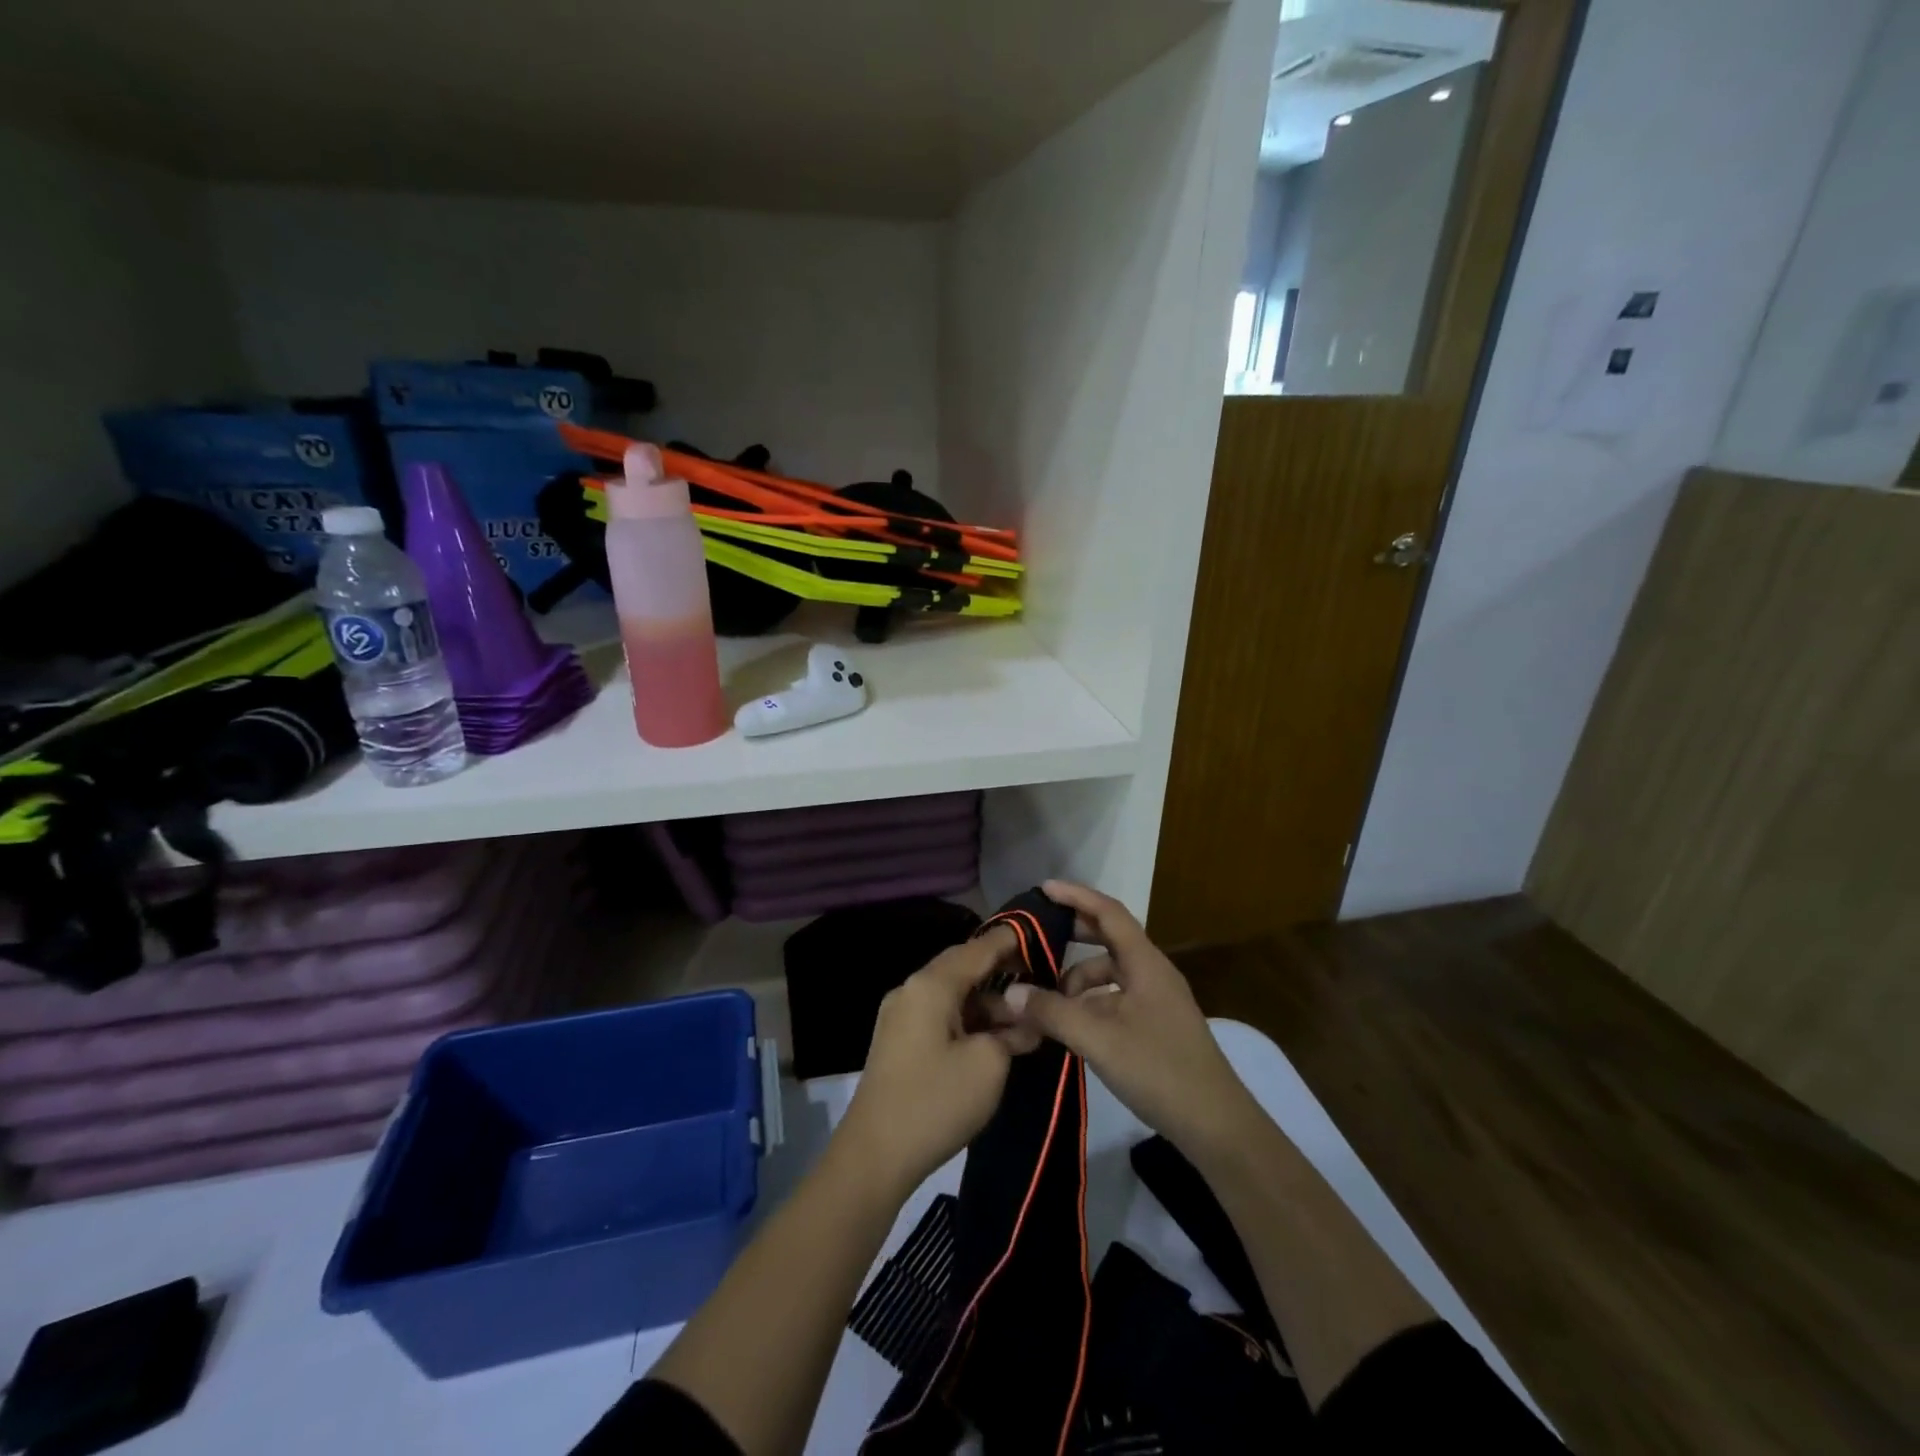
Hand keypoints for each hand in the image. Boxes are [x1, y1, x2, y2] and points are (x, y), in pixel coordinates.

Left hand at [833, 927, 1023, 1198]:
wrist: (874, 1155)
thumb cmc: (936, 1101)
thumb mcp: (989, 1065)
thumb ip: (1013, 1032)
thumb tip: (1025, 1019)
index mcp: (931, 985)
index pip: (978, 948)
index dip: (1012, 940)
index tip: (1043, 935)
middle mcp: (912, 990)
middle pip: (963, 968)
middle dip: (1002, 973)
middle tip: (1041, 978)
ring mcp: (901, 1016)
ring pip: (953, 995)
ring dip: (988, 1004)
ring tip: (1025, 1022)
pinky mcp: (899, 1041)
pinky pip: (941, 1016)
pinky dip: (969, 1021)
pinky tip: (996, 1039)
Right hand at [1003, 881, 1259, 1160]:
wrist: (1216, 1125)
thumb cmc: (1159, 1069)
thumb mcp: (1098, 1039)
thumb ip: (1052, 1012)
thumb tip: (1010, 993)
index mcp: (1145, 963)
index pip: (1109, 912)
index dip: (1076, 896)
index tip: (1043, 888)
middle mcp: (1152, 973)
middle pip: (1109, 939)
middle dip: (1072, 934)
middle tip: (1035, 938)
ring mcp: (1157, 1000)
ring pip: (1110, 973)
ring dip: (1077, 978)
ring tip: (1045, 998)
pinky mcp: (1156, 1025)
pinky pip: (1115, 998)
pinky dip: (1089, 1002)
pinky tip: (1069, 1025)